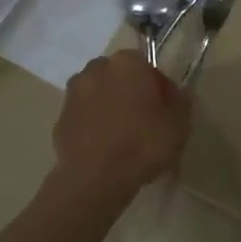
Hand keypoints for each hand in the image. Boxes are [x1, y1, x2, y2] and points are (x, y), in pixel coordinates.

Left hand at [52, 52, 192, 200]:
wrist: (95, 178)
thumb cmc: (143, 144)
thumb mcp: (179, 124)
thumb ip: (181, 101)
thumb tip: (175, 93)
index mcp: (127, 63)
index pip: (147, 65)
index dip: (158, 86)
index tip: (165, 108)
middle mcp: (97, 69)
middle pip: (119, 76)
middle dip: (130, 91)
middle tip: (144, 120)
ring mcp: (73, 93)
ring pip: (99, 94)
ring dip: (109, 106)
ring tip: (122, 136)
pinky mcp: (60, 119)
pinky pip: (84, 116)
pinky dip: (93, 125)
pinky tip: (104, 148)